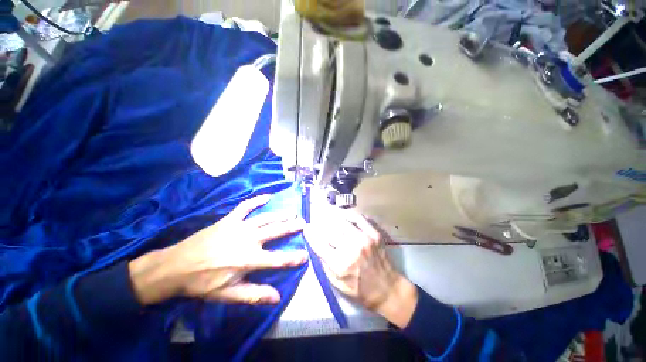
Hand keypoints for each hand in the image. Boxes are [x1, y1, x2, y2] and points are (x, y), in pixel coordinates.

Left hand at [129, 194, 307, 305]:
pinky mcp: (229, 219)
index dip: (294, 258)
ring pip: (266, 217)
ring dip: (281, 214)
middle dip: (292, 227)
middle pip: (276, 231)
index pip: (278, 259)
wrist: (176, 266)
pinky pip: (246, 206)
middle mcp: (248, 240)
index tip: (305, 255)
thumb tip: (277, 297)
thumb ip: (253, 295)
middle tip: (303, 222)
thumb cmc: (203, 282)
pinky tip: (268, 196)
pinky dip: (257, 200)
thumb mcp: (227, 294)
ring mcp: (239, 226)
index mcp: (248, 259)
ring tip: (292, 212)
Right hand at [304, 206, 417, 327]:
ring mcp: (364, 239)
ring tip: (329, 218)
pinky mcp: (374, 234)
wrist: (387, 289)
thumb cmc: (359, 290)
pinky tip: (345, 217)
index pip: (319, 244)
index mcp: (340, 265)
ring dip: (333, 219)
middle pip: (329, 230)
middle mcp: (351, 249)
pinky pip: (359, 217)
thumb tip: (315, 244)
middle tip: (318, 224)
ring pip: (342, 221)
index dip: (310, 234)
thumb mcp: (336, 284)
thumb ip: (324, 263)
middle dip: (320, 226)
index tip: (306, 228)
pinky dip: (349, 215)